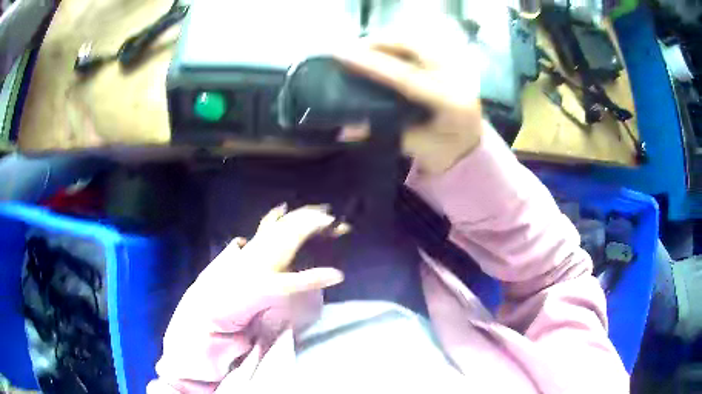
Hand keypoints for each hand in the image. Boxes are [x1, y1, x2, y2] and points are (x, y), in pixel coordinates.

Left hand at [200, 204, 346, 299]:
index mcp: (274, 249)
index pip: (302, 228)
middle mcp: (265, 242)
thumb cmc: (242, 298)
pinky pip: (267, 229)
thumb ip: (306, 281)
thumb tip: (337, 274)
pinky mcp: (250, 252)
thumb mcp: (275, 290)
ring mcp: (256, 246)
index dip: (321, 223)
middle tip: (331, 217)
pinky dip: (276, 220)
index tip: (340, 224)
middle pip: (292, 222)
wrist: (211, 306)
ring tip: (311, 210)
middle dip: (313, 217)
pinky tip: (278, 214)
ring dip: (297, 216)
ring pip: (279, 223)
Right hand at [336, 16, 482, 174]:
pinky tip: (383, 50)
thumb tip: (346, 129)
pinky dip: (399, 43)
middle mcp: (457, 78)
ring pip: (417, 41)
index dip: (373, 65)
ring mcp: (457, 66)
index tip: (343, 55)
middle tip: (351, 49)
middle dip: (379, 43)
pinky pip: (421, 44)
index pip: (407, 77)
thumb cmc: (443, 151)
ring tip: (363, 48)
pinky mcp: (452, 62)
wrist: (470, 147)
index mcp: (451, 103)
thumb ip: (382, 132)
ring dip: (388, 41)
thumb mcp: (413, 144)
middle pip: (414, 47)